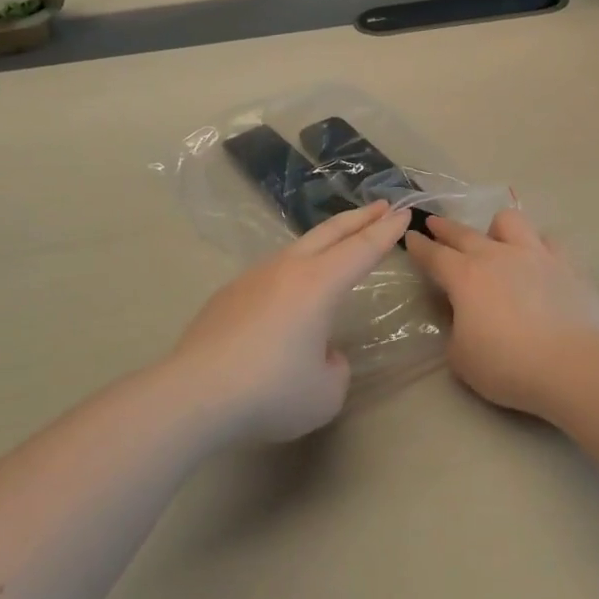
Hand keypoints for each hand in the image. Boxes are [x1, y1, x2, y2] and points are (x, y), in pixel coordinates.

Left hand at [170, 201, 409, 442]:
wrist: (194, 393)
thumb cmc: (270, 390)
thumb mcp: (325, 392)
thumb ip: (335, 367)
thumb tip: (320, 352)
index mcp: (319, 284)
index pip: (362, 250)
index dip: (387, 232)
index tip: (405, 213)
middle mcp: (288, 269)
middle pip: (331, 233)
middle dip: (360, 217)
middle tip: (382, 205)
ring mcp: (253, 277)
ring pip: (297, 248)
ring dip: (324, 241)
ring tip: (337, 244)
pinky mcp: (228, 294)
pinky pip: (270, 274)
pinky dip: (291, 272)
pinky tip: (287, 296)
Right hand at [404, 209, 598, 419]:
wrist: (574, 366)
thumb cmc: (509, 366)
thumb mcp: (462, 360)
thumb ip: (455, 332)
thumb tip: (464, 319)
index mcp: (465, 277)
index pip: (434, 255)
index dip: (419, 246)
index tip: (411, 237)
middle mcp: (497, 255)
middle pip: (464, 233)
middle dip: (445, 227)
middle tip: (434, 222)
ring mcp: (535, 254)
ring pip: (509, 222)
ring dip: (496, 228)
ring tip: (496, 239)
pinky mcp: (567, 263)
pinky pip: (548, 241)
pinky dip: (538, 247)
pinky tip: (539, 260)